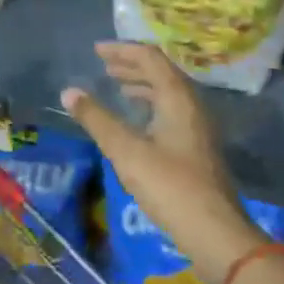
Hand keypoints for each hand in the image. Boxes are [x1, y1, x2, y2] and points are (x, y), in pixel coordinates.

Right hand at [62, 43, 268, 283]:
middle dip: (131, 65)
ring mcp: (198, 127)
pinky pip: (171, 110)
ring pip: (167, 92)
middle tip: (104, 67)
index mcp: (177, 97)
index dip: (123, 50)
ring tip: (117, 88)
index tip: (97, 50)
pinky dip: (150, 104)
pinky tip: (137, 122)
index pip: (150, 58)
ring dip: (141, 85)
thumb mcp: (126, 151)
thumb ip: (97, 119)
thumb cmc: (170, 186)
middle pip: (161, 71)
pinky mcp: (197, 147)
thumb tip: (68, 91)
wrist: (216, 233)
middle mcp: (191, 104)